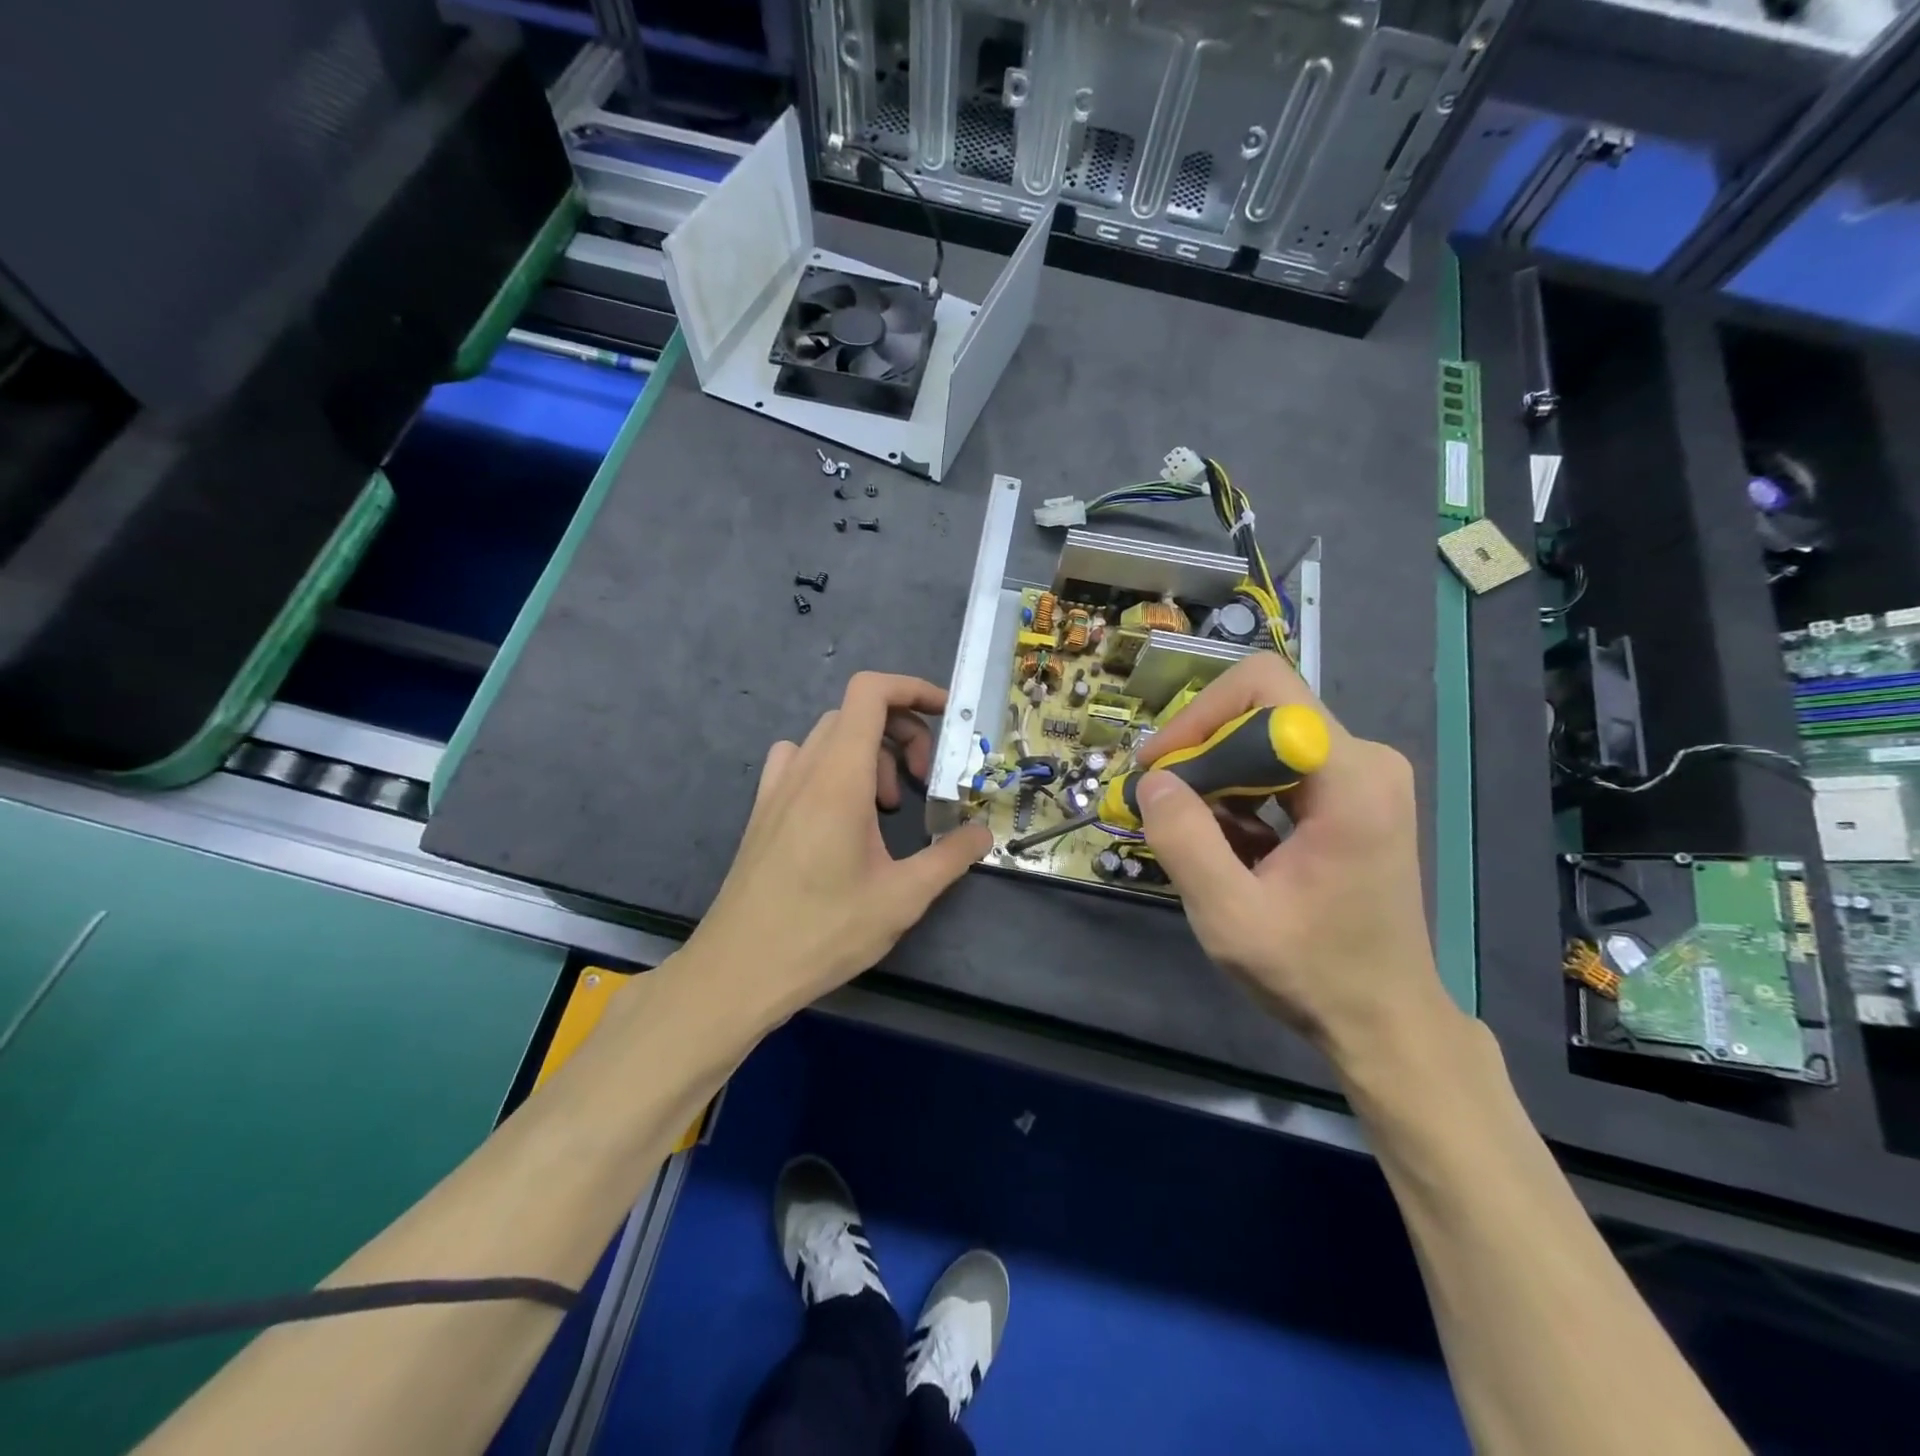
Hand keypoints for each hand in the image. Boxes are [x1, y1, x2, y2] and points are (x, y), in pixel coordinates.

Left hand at [686, 672, 991, 1022]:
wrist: (739, 969)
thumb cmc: (823, 931)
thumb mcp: (902, 898)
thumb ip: (950, 857)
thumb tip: (982, 834)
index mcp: (839, 778)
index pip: (870, 693)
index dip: (912, 689)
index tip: (947, 718)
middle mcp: (804, 770)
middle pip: (856, 713)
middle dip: (902, 733)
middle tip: (923, 783)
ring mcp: (777, 788)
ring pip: (828, 736)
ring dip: (869, 752)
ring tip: (888, 805)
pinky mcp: (763, 811)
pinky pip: (798, 761)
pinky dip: (831, 766)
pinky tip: (841, 812)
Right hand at [1134, 654, 1446, 1058]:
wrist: (1386, 1021)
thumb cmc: (1313, 973)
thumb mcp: (1230, 917)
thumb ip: (1185, 841)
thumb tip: (1151, 780)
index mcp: (1351, 779)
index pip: (1265, 688)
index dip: (1200, 716)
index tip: (1161, 768)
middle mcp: (1365, 760)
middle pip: (1263, 708)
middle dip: (1201, 748)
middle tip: (1161, 800)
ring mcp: (1362, 777)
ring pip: (1266, 736)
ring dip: (1216, 773)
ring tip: (1187, 826)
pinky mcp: (1352, 796)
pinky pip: (1280, 765)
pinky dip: (1238, 792)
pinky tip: (1222, 840)